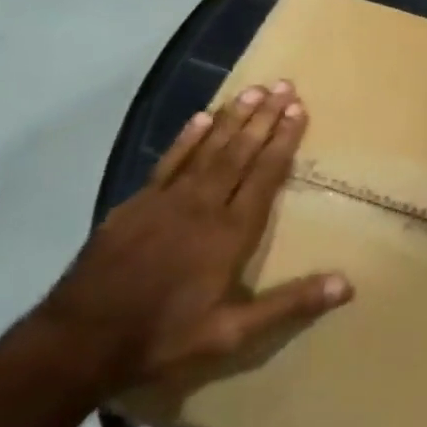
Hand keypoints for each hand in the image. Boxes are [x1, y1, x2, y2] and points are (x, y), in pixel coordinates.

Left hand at [33, 82, 351, 394]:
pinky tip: (200, 119)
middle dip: (263, 118)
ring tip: (251, 90)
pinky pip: (168, 162)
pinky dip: (186, 138)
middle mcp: (202, 206)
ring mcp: (165, 201)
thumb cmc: (163, 336)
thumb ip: (290, 303)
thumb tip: (347, 284)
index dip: (283, 141)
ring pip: (206, 149)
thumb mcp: (233, 331)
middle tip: (282, 85)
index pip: (264, 175)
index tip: (298, 109)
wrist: (79, 341)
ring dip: (231, 119)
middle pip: (239, 152)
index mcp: (230, 233)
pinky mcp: (135, 205)